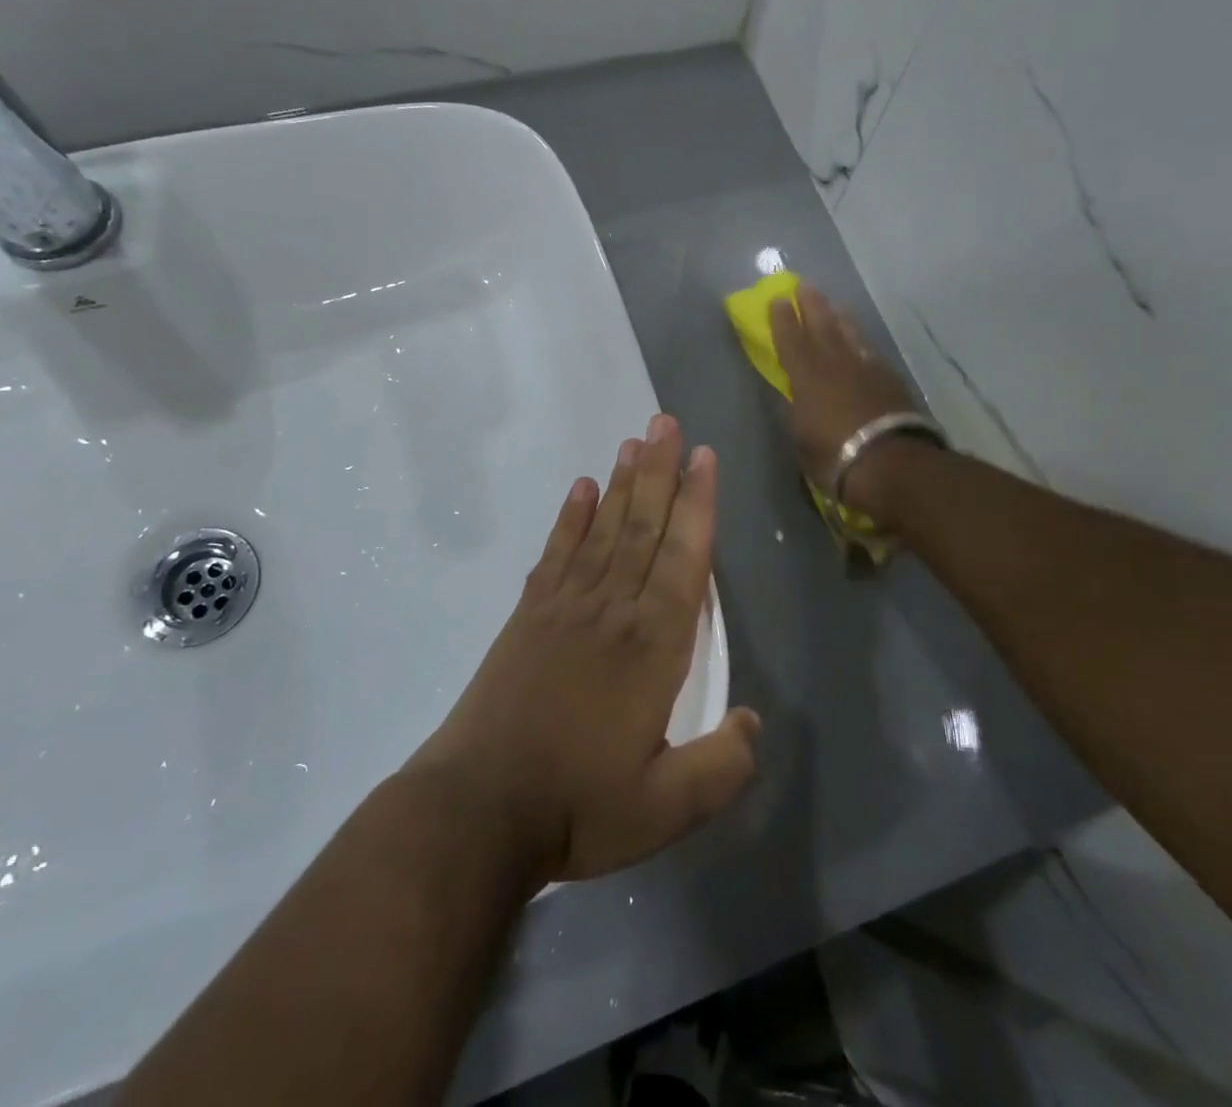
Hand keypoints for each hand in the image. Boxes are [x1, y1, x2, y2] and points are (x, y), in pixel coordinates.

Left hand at [411, 415, 760, 886]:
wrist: (478, 809)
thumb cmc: (578, 806)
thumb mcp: (668, 809)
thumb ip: (723, 765)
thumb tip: (753, 721)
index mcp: (652, 647)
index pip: (683, 559)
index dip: (697, 505)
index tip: (703, 457)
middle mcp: (612, 611)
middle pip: (642, 527)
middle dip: (660, 472)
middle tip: (666, 422)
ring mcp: (565, 607)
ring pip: (603, 530)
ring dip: (622, 483)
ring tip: (634, 441)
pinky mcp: (528, 616)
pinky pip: (557, 553)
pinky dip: (571, 517)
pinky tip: (582, 489)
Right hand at [769, 287, 926, 518]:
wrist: (890, 462)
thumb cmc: (834, 456)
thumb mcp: (802, 438)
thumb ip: (797, 412)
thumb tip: (794, 397)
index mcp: (807, 377)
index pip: (791, 341)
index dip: (782, 321)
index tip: (777, 300)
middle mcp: (836, 365)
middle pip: (822, 327)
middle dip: (811, 306)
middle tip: (804, 286)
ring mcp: (867, 370)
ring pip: (850, 335)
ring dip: (840, 318)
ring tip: (835, 305)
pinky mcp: (891, 381)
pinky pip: (870, 352)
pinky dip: (862, 343)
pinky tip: (862, 343)